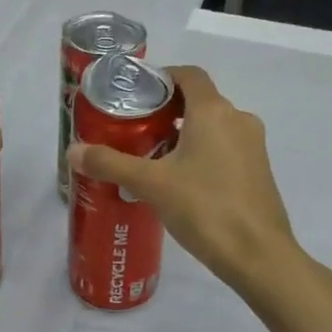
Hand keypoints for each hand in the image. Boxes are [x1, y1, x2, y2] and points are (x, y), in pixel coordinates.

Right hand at [68, 65, 302, 296]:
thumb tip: (72, 151)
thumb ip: (111, 164)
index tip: (137, 93)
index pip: (189, 75)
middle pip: (200, 100)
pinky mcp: (259, 171)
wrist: (259, 256)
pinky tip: (181, 181)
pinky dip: (203, 152)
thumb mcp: (151, 184)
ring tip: (153, 156)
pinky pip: (226, 148)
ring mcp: (253, 146)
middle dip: (168, 110)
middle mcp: (238, 119)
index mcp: (214, 111)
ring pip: (214, 126)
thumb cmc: (205, 208)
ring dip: (186, 133)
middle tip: (135, 128)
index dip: (163, 77)